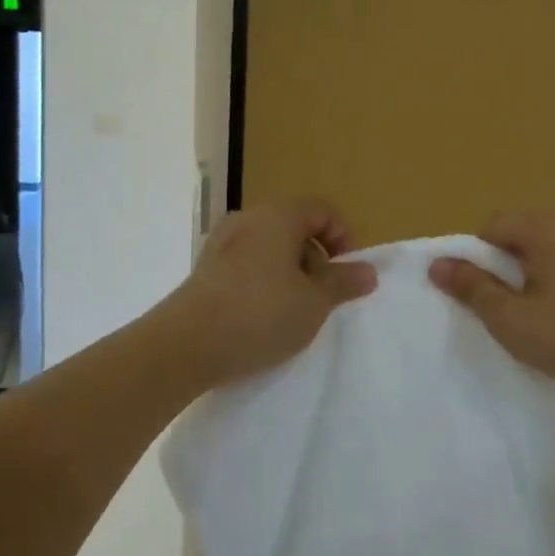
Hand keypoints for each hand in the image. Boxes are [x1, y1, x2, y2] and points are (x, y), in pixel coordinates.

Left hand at [165, 198, 377, 386]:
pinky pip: (246, 263)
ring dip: (290, 271)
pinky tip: (261, 315)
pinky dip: (263, 280)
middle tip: (321, 296)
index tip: (345, 273)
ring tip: (292, 310)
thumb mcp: (314, 303)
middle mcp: (248, 219)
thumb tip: (368, 271)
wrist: (186, 345)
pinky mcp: (204, 268)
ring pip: (270, 246)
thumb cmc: (260, 315)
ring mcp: (221, 242)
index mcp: (278, 216)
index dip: (343, 237)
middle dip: (316, 258)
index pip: (322, 210)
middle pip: (295, 226)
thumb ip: (343, 283)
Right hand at [429, 212, 554, 412]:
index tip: (486, 295)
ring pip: (554, 244)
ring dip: (538, 269)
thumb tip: (437, 264)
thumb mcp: (510, 318)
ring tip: (544, 312)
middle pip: (525, 231)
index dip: (479, 258)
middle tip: (512, 306)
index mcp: (548, 225)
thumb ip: (471, 286)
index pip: (494, 225)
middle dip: (509, 263)